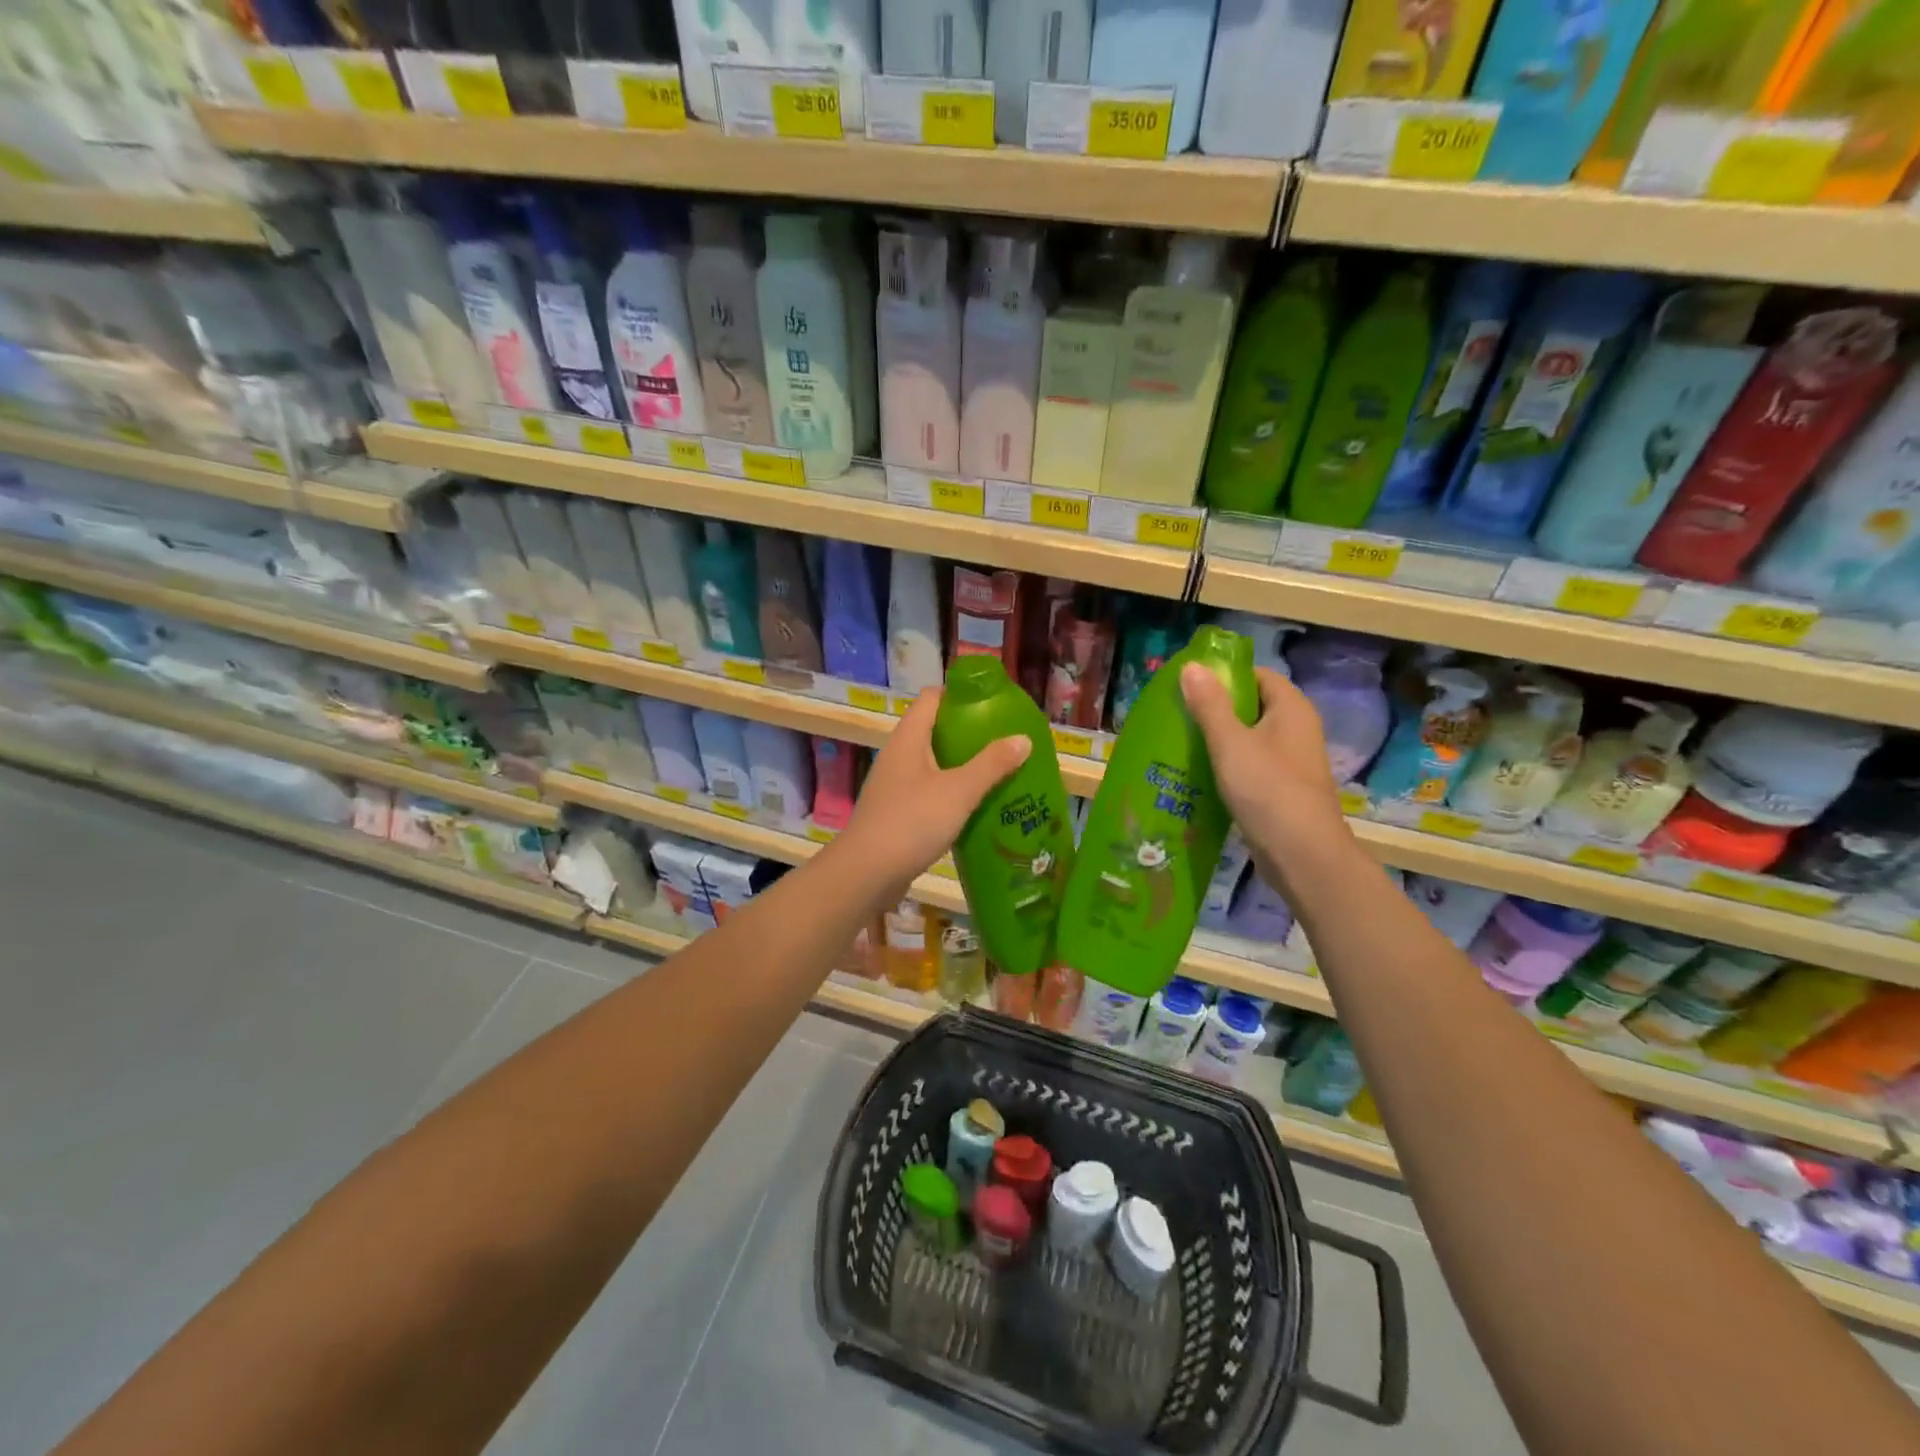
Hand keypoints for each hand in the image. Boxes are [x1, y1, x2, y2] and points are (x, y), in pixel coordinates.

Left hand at [834, 688, 1030, 898]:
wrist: (867, 874)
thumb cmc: (912, 822)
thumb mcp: (959, 791)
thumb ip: (992, 764)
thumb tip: (1023, 739)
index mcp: (908, 739)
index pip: (932, 698)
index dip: (960, 694)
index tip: (993, 703)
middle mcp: (898, 756)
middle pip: (935, 730)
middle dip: (969, 733)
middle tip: (1004, 740)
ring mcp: (895, 786)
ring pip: (934, 764)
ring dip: (963, 766)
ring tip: (999, 772)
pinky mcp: (897, 813)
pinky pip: (930, 792)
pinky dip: (952, 793)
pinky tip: (976, 807)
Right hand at [1181, 663, 1358, 896]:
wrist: (1302, 856)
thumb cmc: (1267, 790)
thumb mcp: (1231, 743)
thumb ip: (1210, 705)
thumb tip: (1192, 665)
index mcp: (1291, 709)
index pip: (1257, 675)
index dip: (1224, 675)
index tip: (1188, 684)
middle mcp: (1296, 730)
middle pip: (1251, 706)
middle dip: (1214, 708)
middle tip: (1176, 713)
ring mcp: (1290, 762)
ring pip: (1248, 739)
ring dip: (1217, 739)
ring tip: (1178, 741)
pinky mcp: (1280, 789)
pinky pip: (1249, 766)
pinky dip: (1226, 765)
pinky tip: (1197, 774)